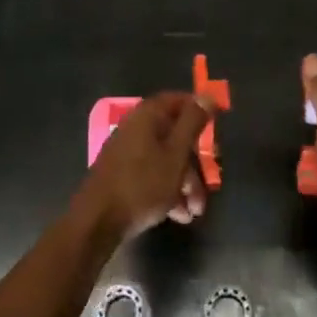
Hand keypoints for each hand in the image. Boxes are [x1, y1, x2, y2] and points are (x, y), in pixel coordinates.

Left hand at [77, 92, 209, 238]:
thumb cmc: (143, 184)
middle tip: (211, 182)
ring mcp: (127, 152)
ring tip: (195, 212)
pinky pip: (152, 175)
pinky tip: (180, 216)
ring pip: (166, 159)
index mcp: (148, 116)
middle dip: (196, 161)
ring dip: (185, 183)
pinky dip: (168, 190)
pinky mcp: (123, 175)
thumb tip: (206, 95)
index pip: (179, 101)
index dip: (200, 110)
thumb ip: (192, 123)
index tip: (219, 126)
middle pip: (175, 135)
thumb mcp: (176, 154)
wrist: (97, 222)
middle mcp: (136, 128)